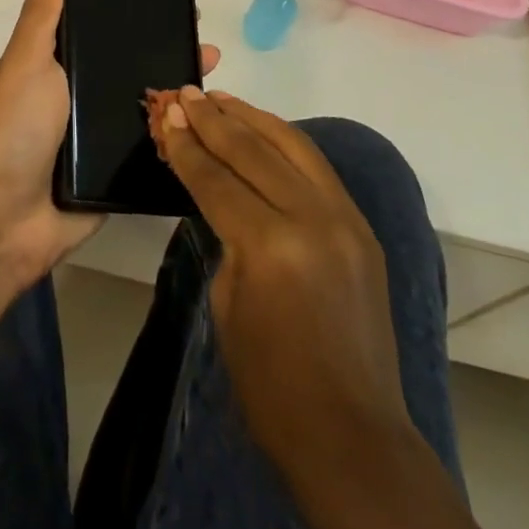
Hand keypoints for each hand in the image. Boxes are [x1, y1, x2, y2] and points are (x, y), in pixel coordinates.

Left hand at [0, 0, 221, 283]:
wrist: (7, 220)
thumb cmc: (14, 131)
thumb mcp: (26, 64)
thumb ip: (41, 17)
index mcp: (55, 69)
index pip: (100, 32)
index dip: (131, 14)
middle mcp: (78, 99)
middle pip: (130, 67)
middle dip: (166, 52)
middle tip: (204, 41)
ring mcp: (98, 138)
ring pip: (146, 105)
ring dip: (178, 91)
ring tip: (215, 73)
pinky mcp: (116, 173)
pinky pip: (151, 147)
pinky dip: (176, 134)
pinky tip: (211, 122)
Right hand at [155, 88, 411, 474]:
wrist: (351, 435)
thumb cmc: (271, 385)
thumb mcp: (227, 303)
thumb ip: (225, 236)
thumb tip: (218, 191)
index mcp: (271, 245)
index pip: (217, 178)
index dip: (187, 145)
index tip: (166, 113)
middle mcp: (313, 218)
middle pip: (254, 150)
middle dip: (213, 119)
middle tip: (184, 94)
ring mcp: (345, 219)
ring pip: (293, 145)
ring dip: (252, 118)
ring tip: (220, 98)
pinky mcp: (361, 227)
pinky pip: (317, 168)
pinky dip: (285, 142)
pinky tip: (262, 131)